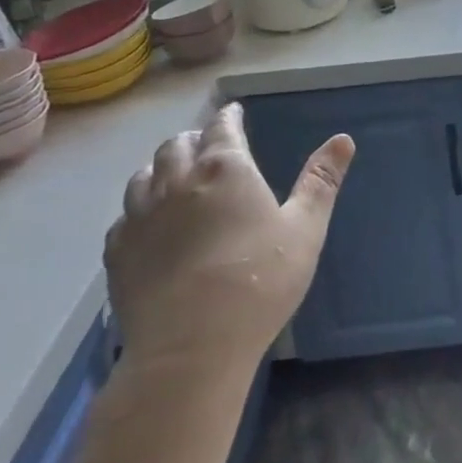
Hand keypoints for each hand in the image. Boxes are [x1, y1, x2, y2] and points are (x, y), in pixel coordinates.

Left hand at [103, 102, 353, 389]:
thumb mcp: (305, 229)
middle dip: (194, 139)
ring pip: (144, 175)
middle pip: (177, 144)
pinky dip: (139, 209)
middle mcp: (177, 181)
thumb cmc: (259, 282)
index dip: (229, 117)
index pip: (222, 127)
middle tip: (208, 146)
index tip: (234, 113)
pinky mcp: (117, 252)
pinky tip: (149, 224)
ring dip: (162, 168)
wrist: (190, 349)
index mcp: (225, 168)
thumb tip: (343, 139)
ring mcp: (140, 216)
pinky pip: (124, 216)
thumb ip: (321, 181)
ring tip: (175, 177)